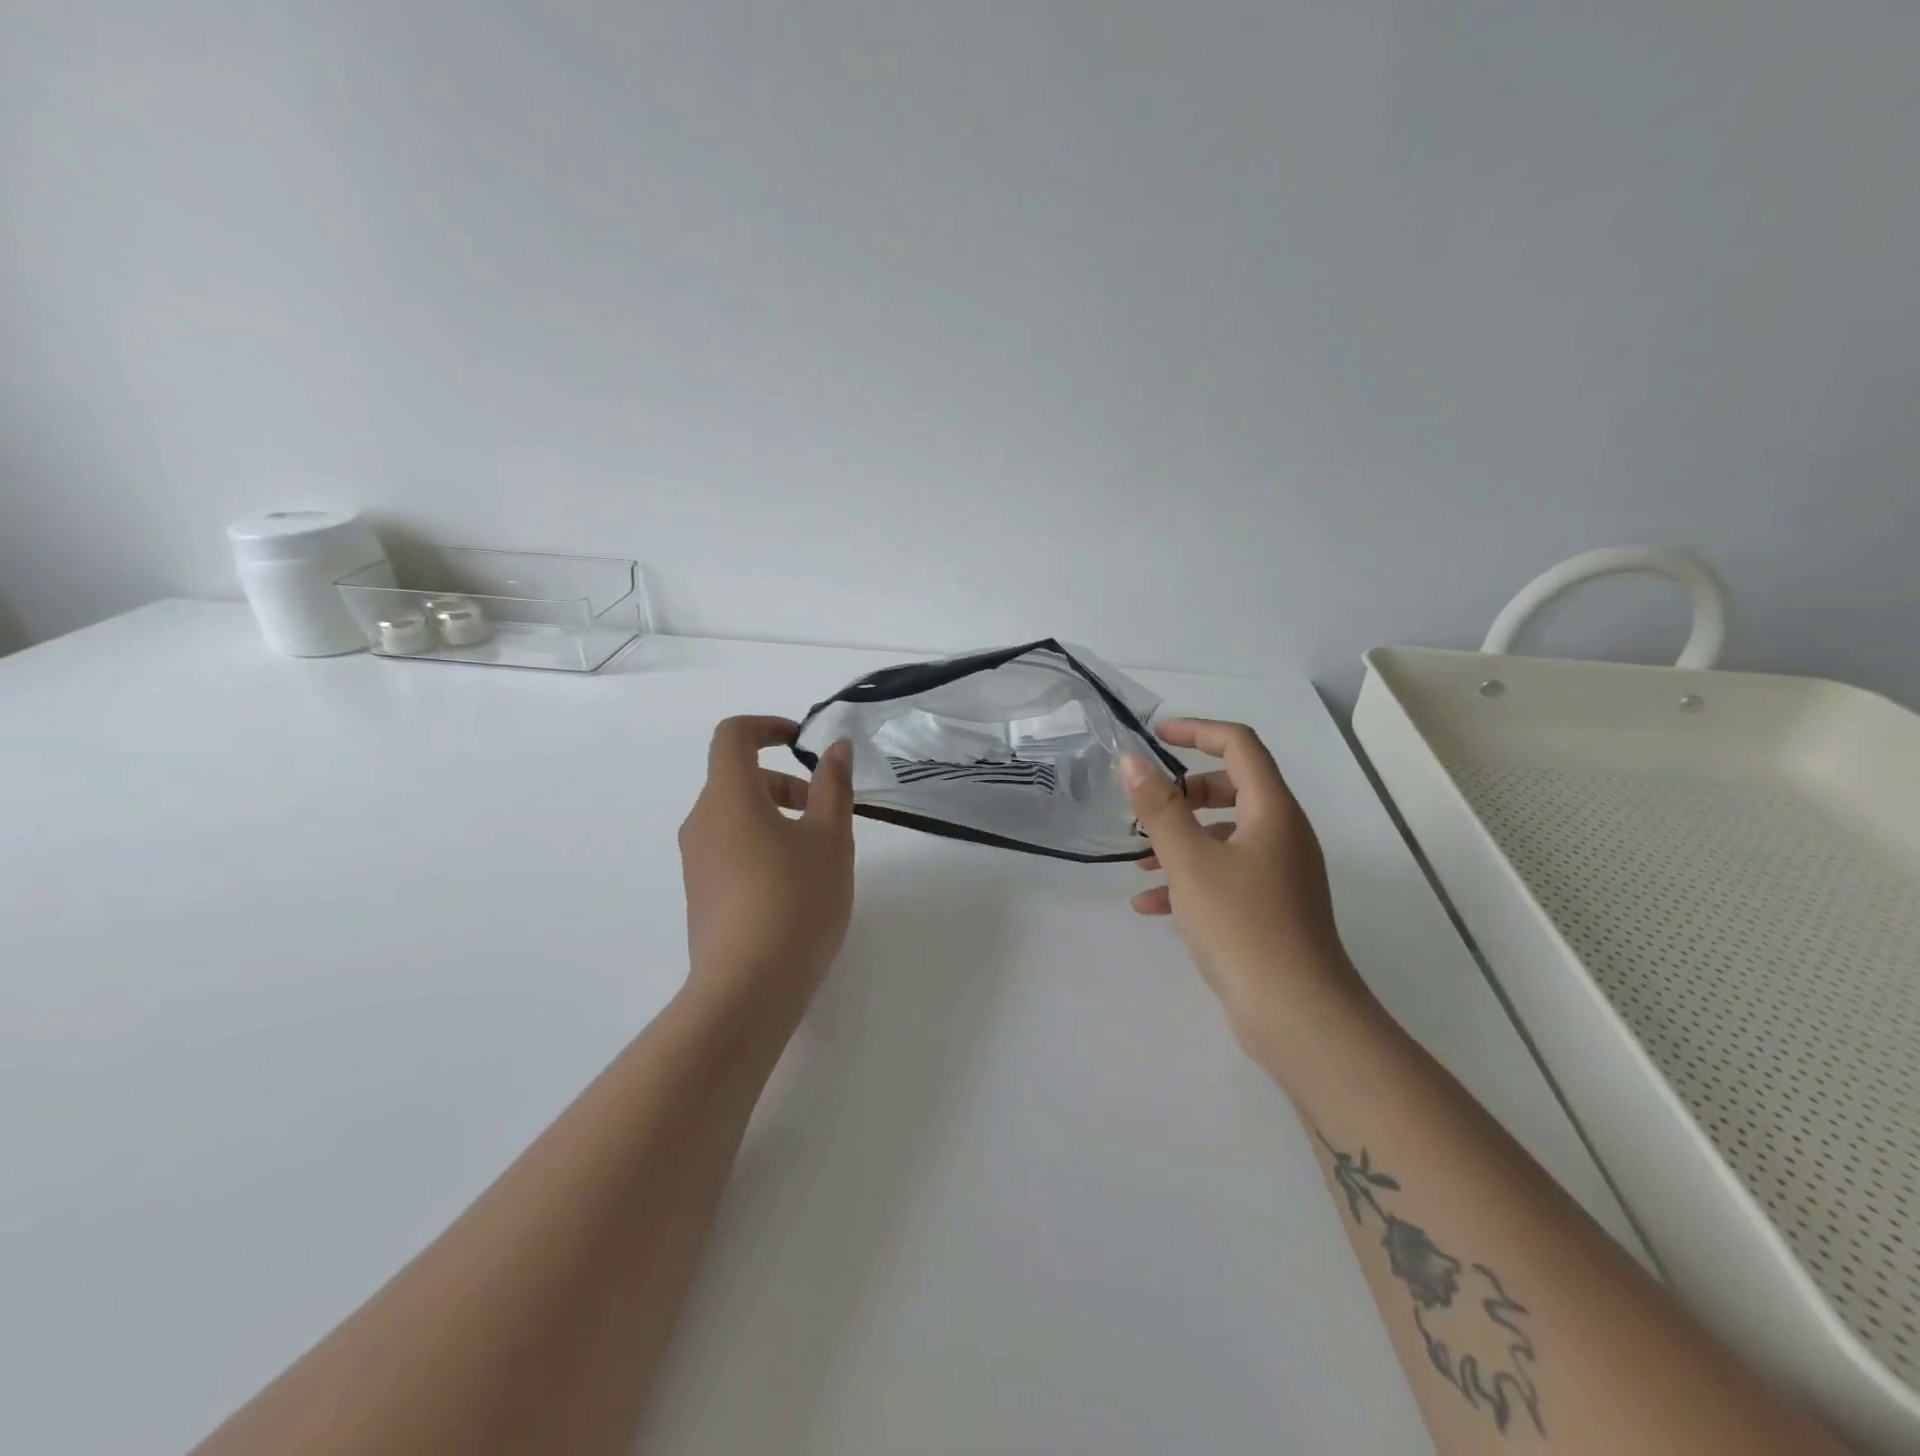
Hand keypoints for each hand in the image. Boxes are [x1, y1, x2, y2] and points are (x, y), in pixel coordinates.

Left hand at [679, 716, 855, 1019]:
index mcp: (729, 797)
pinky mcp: (700, 892)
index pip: (733, 735)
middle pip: (738, 778)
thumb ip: (833, 786)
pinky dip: (761, 843)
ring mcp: (696, 860)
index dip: (768, 726)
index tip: (803, 742)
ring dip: (776, 814)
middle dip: (785, 782)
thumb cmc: (796, 900)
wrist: (748, 988)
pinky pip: (730, 846)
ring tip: (816, 854)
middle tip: (826, 813)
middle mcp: (702, 821)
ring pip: (736, 814)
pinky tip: (794, 885)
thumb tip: (834, 749)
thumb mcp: (829, 838)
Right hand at [1121, 719, 1361, 1043]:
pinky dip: (1190, 878)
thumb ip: (1158, 808)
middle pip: (1234, 788)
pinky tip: (1151, 906)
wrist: (1296, 1013)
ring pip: (1225, 836)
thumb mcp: (1189, 861)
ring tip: (1139, 862)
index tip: (1156, 737)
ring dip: (1181, 839)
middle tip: (1149, 806)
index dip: (1197, 732)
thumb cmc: (1242, 925)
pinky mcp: (1270, 907)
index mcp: (1273, 811)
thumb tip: (1132, 760)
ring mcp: (1280, 873)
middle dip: (1185, 792)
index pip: (1239, 745)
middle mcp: (1283, 834)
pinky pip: (1225, 875)